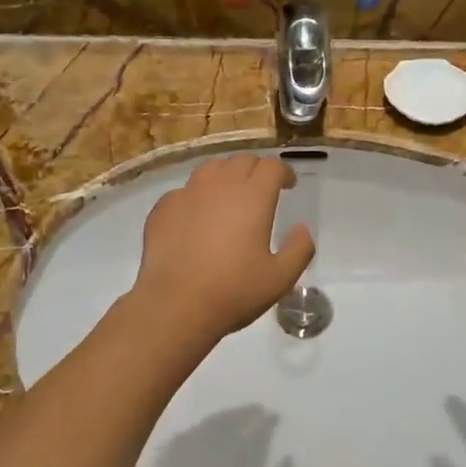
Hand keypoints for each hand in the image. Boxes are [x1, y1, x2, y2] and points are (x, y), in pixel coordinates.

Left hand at [131, 154, 315, 342]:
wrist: (174, 305)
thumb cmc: (233, 291)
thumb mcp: (280, 278)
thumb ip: (299, 249)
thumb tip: (302, 228)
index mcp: (252, 197)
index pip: (271, 166)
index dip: (283, 172)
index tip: (288, 185)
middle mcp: (220, 186)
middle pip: (242, 161)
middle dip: (256, 170)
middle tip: (262, 190)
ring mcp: (187, 194)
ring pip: (211, 168)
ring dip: (226, 175)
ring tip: (229, 195)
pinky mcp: (163, 208)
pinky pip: (184, 191)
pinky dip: (197, 196)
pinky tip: (197, 216)